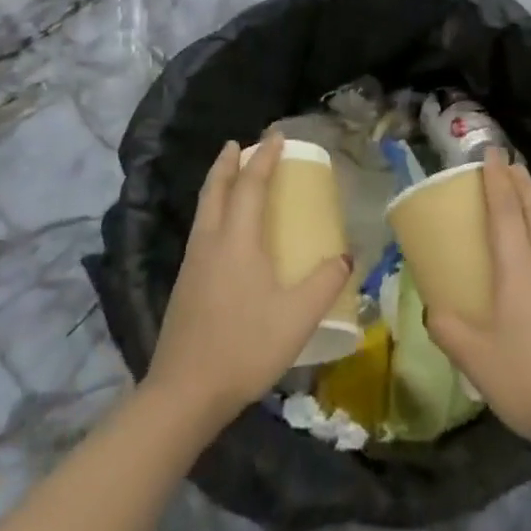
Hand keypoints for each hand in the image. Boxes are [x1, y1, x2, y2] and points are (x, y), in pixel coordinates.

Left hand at [146, 131, 352, 433]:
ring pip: (204, 208)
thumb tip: (346, 256)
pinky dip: (212, 210)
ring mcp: (193, 262)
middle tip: (239, 144)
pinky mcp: (184, 284)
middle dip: (228, 162)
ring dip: (217, 184)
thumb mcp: (296, 318)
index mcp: (237, 240)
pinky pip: (200, 229)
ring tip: (230, 176)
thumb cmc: (244, 347)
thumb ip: (324, 283)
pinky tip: (221, 230)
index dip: (265, 157)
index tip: (276, 136)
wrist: (184, 393)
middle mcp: (211, 241)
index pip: (251, 184)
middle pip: (216, 188)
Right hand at [425, 149, 530, 462]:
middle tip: (507, 161)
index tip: (490, 153)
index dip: (496, 180)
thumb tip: (431, 310)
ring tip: (523, 190)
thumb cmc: (528, 380)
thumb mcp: (474, 358)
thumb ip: (447, 329)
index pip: (505, 211)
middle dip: (520, 181)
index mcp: (518, 268)